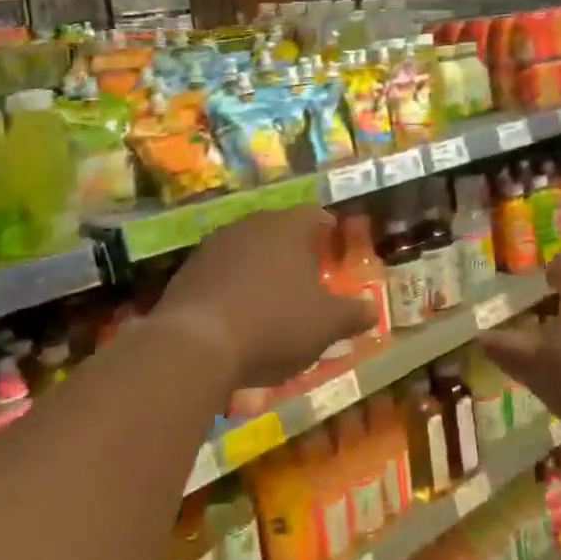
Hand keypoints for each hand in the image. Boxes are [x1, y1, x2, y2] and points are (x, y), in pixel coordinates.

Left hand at [150, 207, 373, 388]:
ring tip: (272, 295)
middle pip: (278, 229)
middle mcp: (250, 225)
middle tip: (307, 273)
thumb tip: (373, 310)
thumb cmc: (275, 323)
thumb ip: (353, 314)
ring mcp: (213, 246)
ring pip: (247, 249)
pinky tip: (239, 314)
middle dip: (293, 249)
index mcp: (287, 227)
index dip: (327, 229)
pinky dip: (234, 286)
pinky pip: (221, 272)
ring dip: (261, 267)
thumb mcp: (327, 324)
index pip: (314, 215)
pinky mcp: (187, 272)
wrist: (196, 344)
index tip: (334, 243)